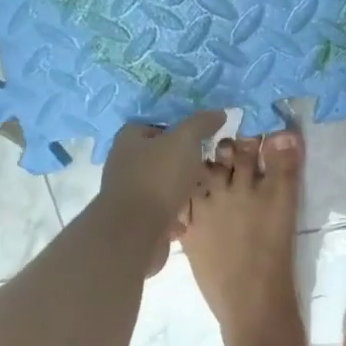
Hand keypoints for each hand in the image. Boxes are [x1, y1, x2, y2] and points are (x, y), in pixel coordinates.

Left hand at [100, 111, 225, 229]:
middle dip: (187, 161)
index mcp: (130, 139)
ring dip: (185, 188)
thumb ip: (201, 123)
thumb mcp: (185, 141)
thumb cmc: (158, 178)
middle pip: (163, 155)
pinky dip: (179, 211)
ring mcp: (131, 192)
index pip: (157, 125)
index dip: (181, 129)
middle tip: (211, 165)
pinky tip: (194, 214)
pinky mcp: (138, 218)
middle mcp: (126, 163)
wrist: (136, 232)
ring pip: (165, 184)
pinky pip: (164, 209)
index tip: (204, 137)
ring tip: (207, 189)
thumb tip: (220, 112)